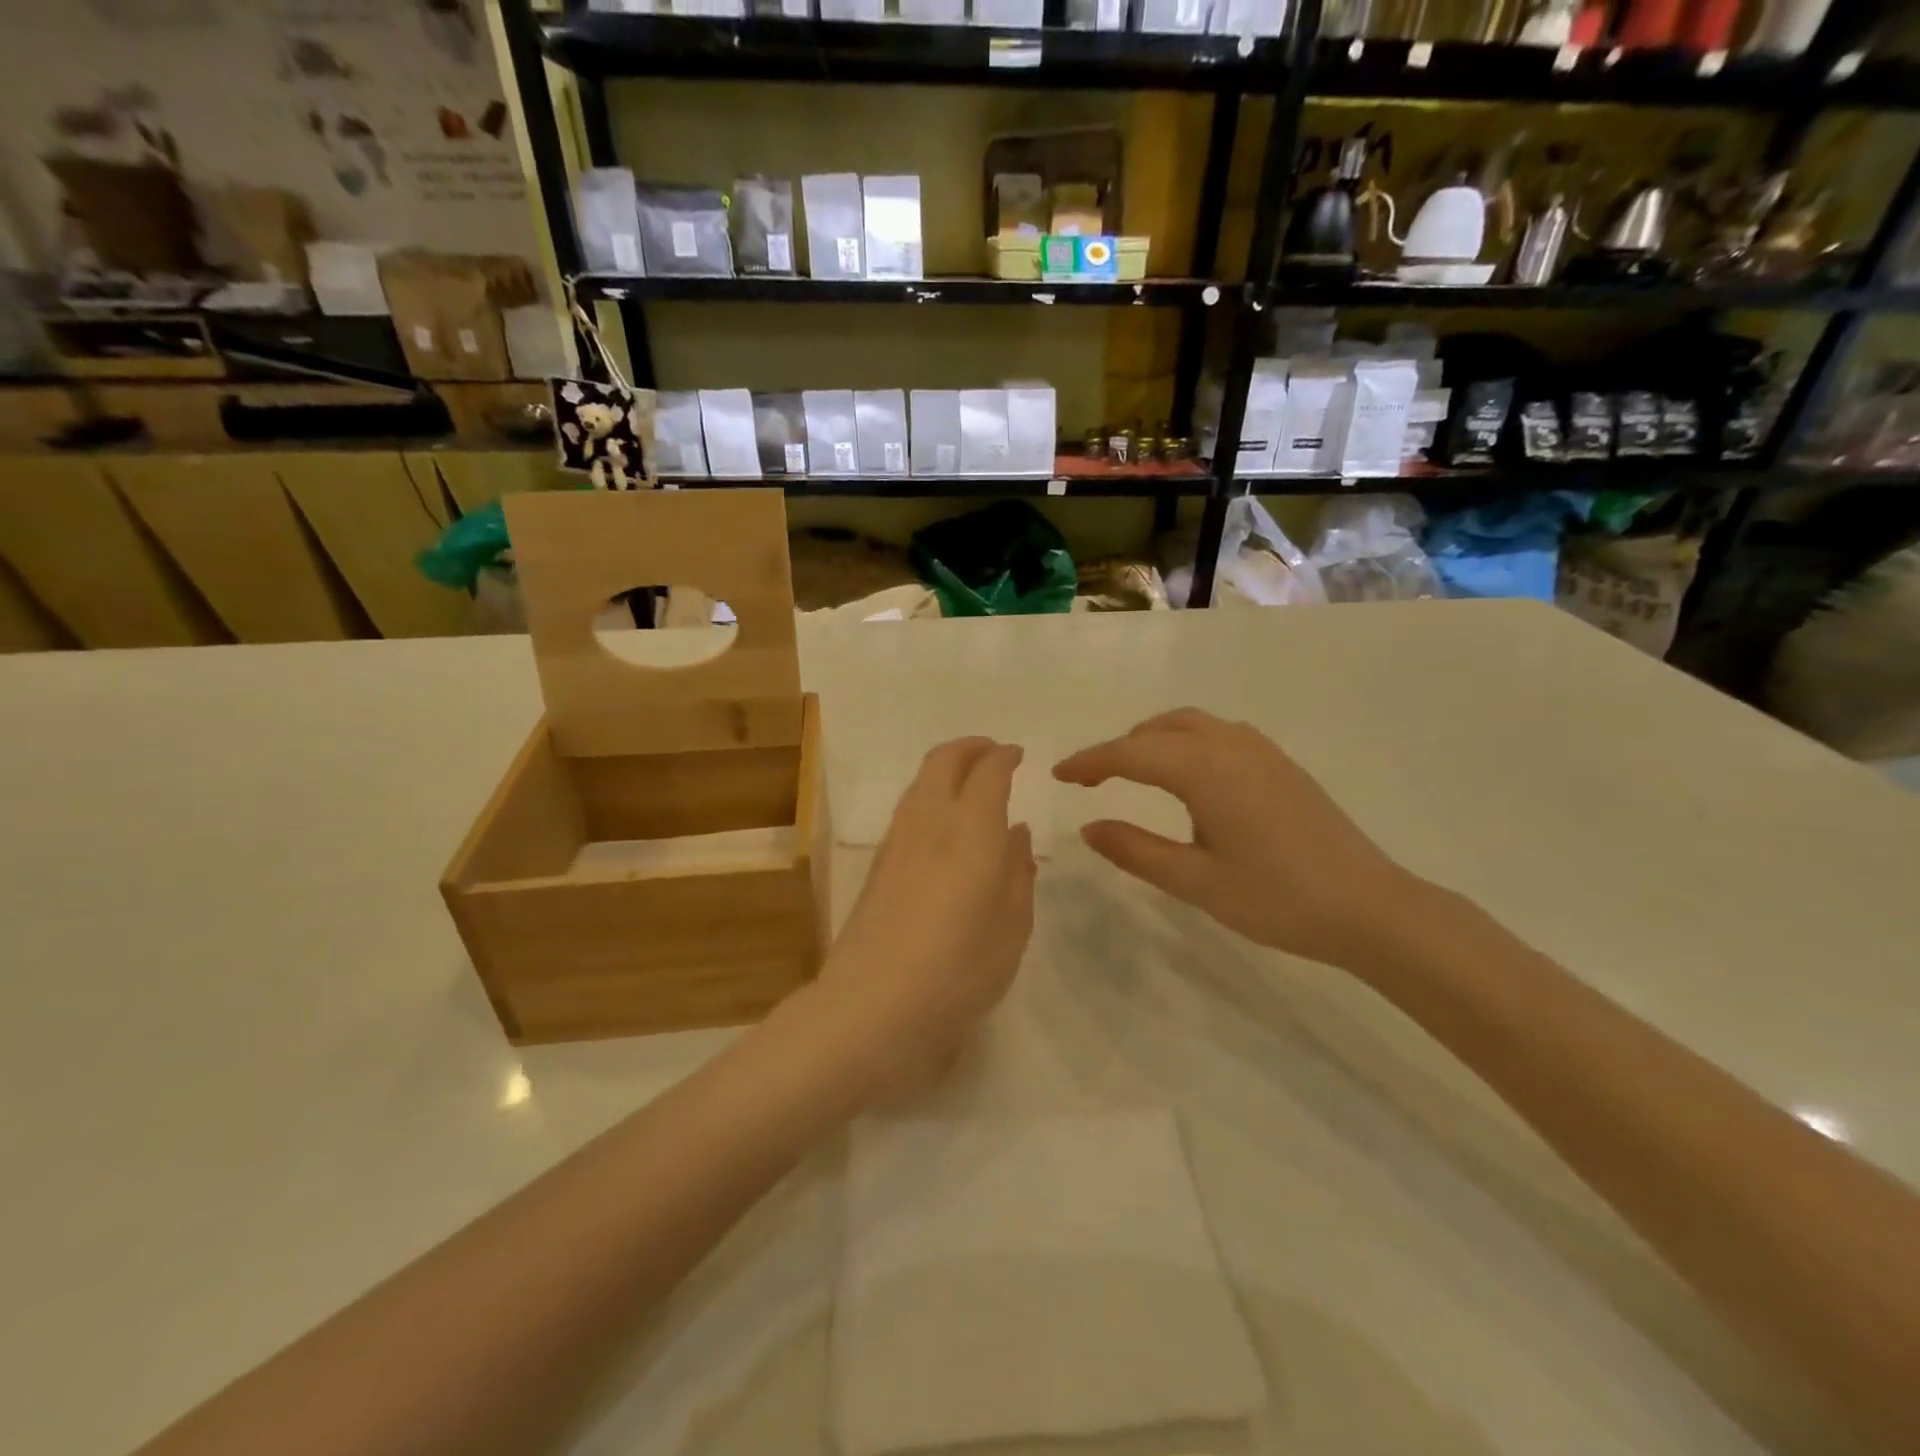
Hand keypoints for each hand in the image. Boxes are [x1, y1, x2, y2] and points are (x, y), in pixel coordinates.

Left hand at [809, 738, 1036, 1097]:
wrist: (871, 1008)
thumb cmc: (959, 971)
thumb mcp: (1011, 928)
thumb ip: (1017, 872)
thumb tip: (1016, 833)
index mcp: (971, 831)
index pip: (988, 772)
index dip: (1004, 757)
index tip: (1018, 755)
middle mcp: (930, 823)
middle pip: (943, 761)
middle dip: (970, 748)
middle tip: (993, 754)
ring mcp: (896, 842)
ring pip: (920, 783)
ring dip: (946, 770)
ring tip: (970, 785)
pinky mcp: (877, 866)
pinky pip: (908, 810)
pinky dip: (929, 796)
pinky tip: (944, 826)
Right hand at [1053, 709, 1424, 971]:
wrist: (1370, 907)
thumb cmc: (1277, 899)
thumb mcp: (1195, 882)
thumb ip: (1136, 851)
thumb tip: (1089, 828)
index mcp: (1204, 770)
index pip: (1130, 754)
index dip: (1089, 762)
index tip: (1058, 775)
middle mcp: (1230, 746)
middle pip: (1159, 729)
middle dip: (1119, 748)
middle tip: (1091, 779)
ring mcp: (1261, 751)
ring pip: (1191, 724)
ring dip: (1153, 740)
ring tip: (1132, 772)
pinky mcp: (1280, 764)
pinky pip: (1218, 734)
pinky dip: (1185, 742)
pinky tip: (1187, 778)